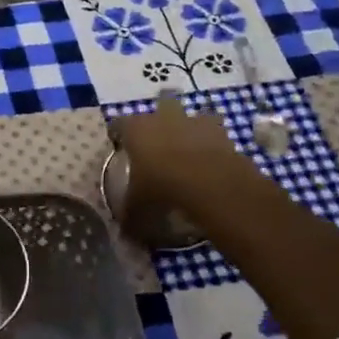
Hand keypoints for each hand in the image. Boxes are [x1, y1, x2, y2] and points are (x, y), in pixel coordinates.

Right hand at [111, 91, 251, 221]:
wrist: (208, 180)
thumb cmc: (162, 186)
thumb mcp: (138, 207)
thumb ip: (130, 216)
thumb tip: (125, 233)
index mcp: (135, 130)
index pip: (119, 124)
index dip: (118, 134)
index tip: (119, 144)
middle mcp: (162, 117)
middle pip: (159, 104)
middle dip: (160, 117)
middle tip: (159, 138)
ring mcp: (192, 120)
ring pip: (190, 114)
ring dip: (189, 126)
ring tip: (188, 146)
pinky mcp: (220, 130)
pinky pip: (213, 131)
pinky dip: (212, 141)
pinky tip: (210, 158)